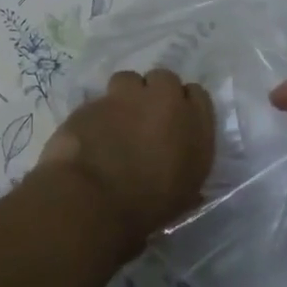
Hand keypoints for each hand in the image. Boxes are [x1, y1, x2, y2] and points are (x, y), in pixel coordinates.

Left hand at [38, 68, 215, 249]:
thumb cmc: (147, 207)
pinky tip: (89, 136)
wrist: (94, 200)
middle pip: (163, 79)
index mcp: (194, 125)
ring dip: (124, 96)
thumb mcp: (183, 194)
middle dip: (154, 93)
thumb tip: (177, 163)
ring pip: (128, 80)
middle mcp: (163, 102)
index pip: (197, 95)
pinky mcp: (91, 102)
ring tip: (115, 122)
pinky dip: (96, 115)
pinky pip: (97, 101)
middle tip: (144, 119)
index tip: (174, 122)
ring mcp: (125, 97)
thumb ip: (186, 166)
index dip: (183, 106)